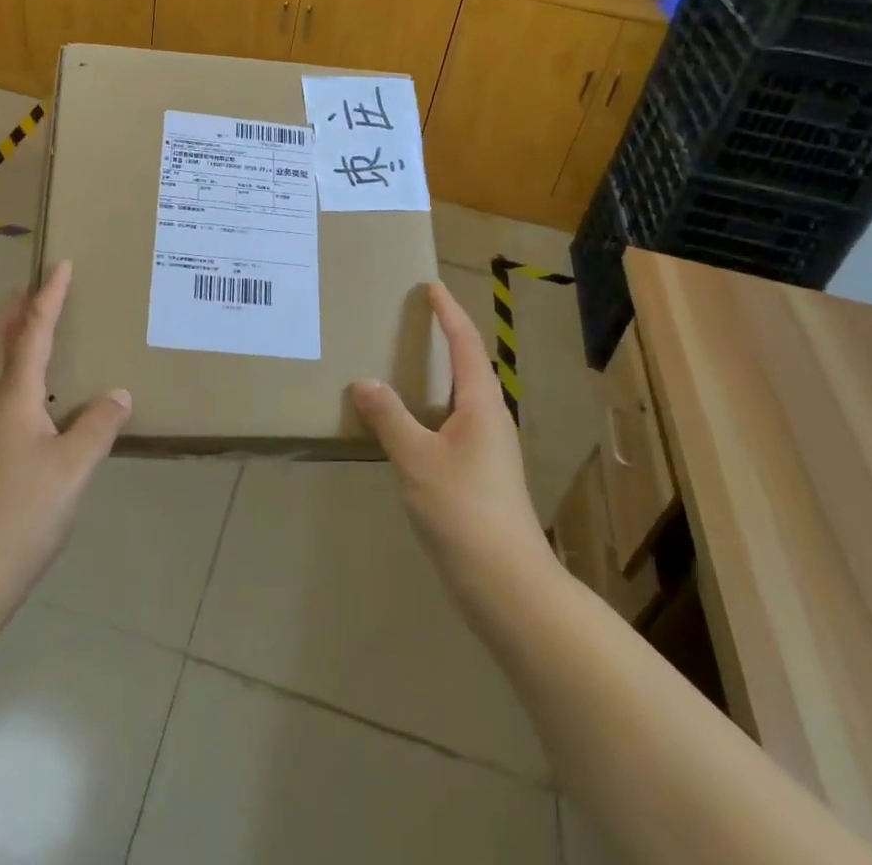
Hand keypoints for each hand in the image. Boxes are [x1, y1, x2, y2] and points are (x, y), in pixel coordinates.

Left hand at [0, 262, 131, 606]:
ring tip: (34, 331)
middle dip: (14, 308)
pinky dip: (10, 370)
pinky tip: (33, 396)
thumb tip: (117, 394)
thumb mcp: (74, 468)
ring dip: (8, 337)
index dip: (49, 296)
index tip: (60, 264)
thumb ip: (99, 425)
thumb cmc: (21, 514)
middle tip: (35, 286)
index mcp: (12, 394)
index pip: (32, 331)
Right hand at [348, 283, 556, 622]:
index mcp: (481, 405)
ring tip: (405, 364)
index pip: (465, 345)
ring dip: (438, 375)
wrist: (506, 584)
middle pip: (469, 367)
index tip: (432, 287)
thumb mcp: (417, 459)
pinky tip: (409, 424)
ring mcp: (488, 451)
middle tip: (415, 318)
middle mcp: (489, 420)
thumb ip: (389, 417)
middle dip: (446, 338)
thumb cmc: (463, 510)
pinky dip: (431, 409)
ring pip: (461, 398)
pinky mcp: (480, 477)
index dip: (449, 314)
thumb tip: (364, 382)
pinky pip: (452, 424)